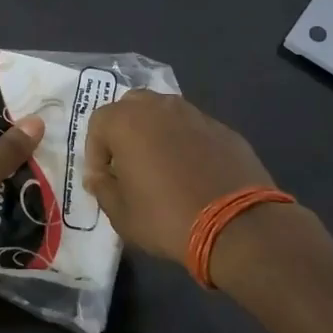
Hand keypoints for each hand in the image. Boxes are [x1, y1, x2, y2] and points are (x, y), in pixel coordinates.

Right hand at [83, 92, 277, 262]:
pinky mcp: (224, 130)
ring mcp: (196, 115)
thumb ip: (102, 187)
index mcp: (127, 121)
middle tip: (127, 164)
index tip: (102, 180)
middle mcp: (160, 107)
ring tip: (160, 167)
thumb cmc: (166, 218)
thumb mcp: (120, 213)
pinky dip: (186, 144)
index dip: (95, 153)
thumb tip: (99, 176)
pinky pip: (194, 130)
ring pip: (165, 114)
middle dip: (124, 132)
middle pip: (131, 107)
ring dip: (156, 133)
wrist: (237, 225)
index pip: (98, 124)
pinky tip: (193, 173)